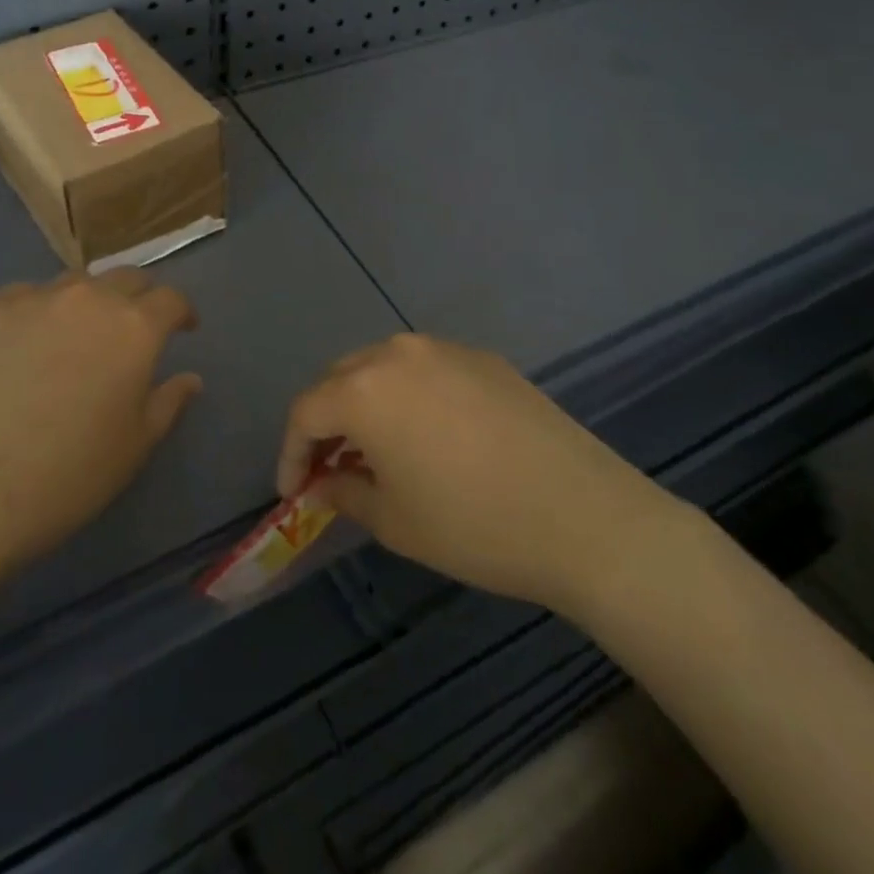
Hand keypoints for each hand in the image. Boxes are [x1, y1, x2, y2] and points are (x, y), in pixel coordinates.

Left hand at [0, 269, 200, 587]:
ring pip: (76, 284)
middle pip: (126, 278)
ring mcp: (34, 300)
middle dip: (140, 298)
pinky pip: (26, 296)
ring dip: (90, 301)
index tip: (184, 329)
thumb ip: (168, 403)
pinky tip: (27, 342)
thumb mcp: (134, 448)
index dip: (182, 312)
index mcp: (134, 328)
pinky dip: (40, 310)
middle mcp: (89, 299)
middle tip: (135, 328)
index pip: (171, 299)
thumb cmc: (65, 476)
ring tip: (80, 333)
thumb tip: (190, 378)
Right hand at [277, 333, 673, 611]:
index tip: (293, 490)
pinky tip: (430, 435)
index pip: (306, 411)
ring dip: (366, 403)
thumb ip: (344, 492)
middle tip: (330, 467)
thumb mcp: (394, 521)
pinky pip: (426, 369)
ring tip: (377, 449)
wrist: (582, 515)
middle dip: (326, 421)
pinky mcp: (483, 358)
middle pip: (340, 379)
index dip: (291, 452)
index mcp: (365, 388)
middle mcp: (398, 353)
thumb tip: (323, 482)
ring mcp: (444, 349)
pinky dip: (409, 396)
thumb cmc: (473, 525)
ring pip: (382, 367)